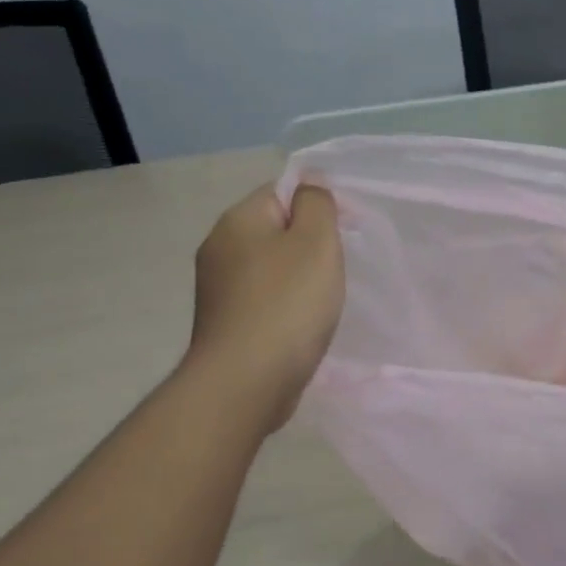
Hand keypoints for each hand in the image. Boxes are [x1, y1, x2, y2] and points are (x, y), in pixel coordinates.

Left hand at [185, 183, 343, 428]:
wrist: (245, 382)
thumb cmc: (288, 305)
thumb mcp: (316, 242)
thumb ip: (317, 204)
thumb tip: (310, 182)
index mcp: (238, 221)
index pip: (282, 191)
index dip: (318, 205)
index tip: (348, 232)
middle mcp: (219, 247)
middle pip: (275, 229)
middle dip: (309, 243)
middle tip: (337, 268)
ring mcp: (217, 288)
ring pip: (270, 266)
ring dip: (298, 277)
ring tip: (322, 300)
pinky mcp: (224, 322)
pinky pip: (263, 298)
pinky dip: (285, 305)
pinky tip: (301, 325)